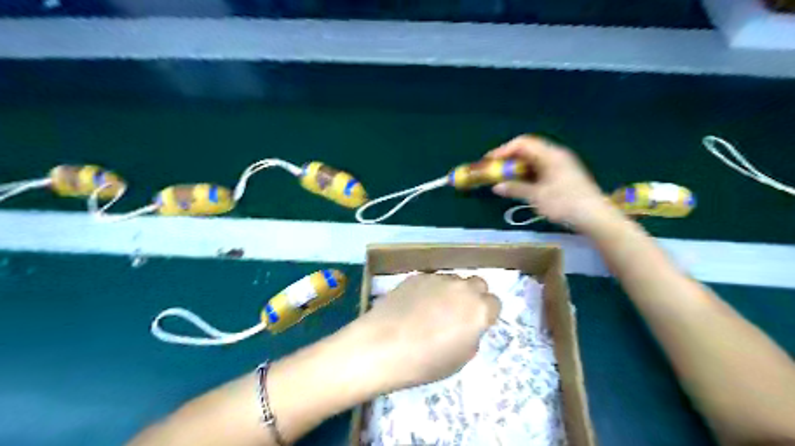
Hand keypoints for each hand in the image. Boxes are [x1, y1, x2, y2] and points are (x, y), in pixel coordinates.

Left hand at [354, 273, 494, 391]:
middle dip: (473, 296)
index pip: (494, 303)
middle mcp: (462, 288)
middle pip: (478, 284)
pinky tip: (413, 305)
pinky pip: (431, 281)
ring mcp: (438, 279)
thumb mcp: (460, 359)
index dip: (487, 314)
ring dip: (450, 292)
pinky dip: (429, 290)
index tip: (475, 324)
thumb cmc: (425, 361)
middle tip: (458, 313)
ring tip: (431, 310)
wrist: (382, 345)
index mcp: (479, 310)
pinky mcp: (417, 276)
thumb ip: (471, 337)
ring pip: (453, 280)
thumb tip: (466, 327)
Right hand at [484, 134, 620, 232]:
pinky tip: (522, 183)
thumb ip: (515, 188)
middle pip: (528, 149)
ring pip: (534, 159)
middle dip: (510, 158)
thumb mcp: (536, 196)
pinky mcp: (564, 174)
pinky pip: (541, 168)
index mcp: (550, 155)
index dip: (504, 150)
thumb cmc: (564, 203)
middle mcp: (556, 155)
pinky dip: (528, 173)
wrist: (594, 216)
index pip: (523, 143)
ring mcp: (561, 164)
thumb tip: (496, 186)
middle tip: (496, 169)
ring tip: (505, 177)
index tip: (490, 160)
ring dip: (518, 166)